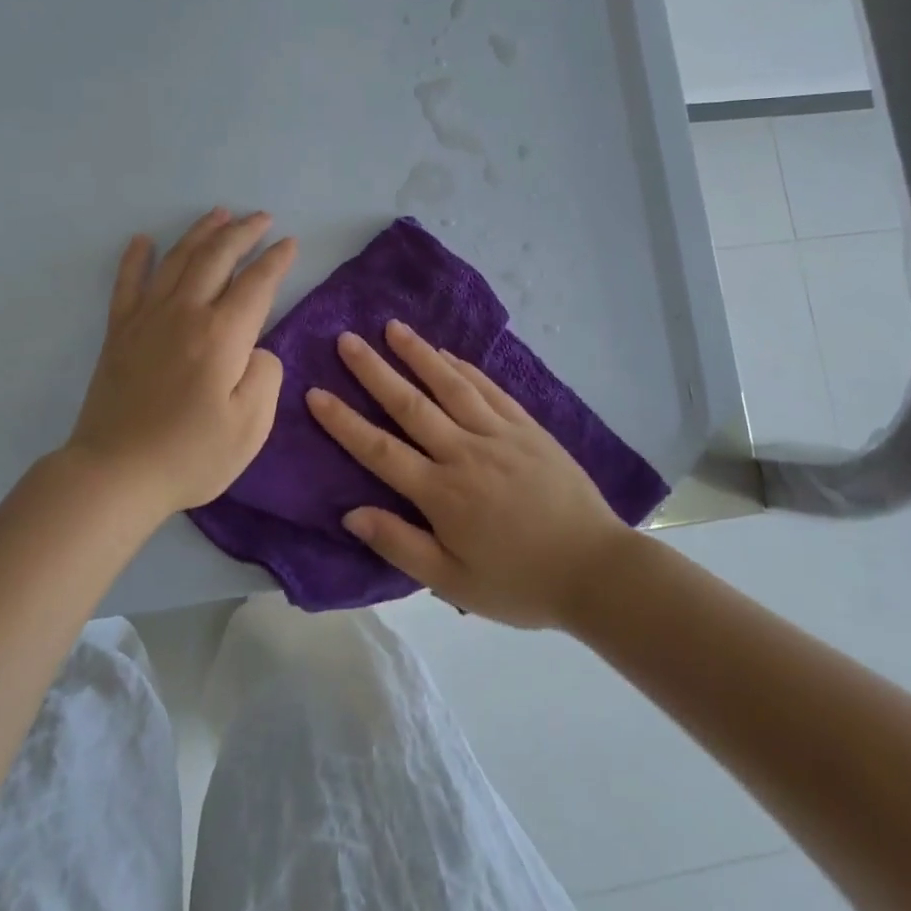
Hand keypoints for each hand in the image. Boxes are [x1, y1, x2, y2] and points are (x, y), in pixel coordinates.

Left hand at [65, 208, 297, 518]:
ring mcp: (147, 318)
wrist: (115, 473)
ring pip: (177, 260)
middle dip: (243, 232)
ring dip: (201, 233)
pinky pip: (128, 283)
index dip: (276, 260)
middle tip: (261, 218)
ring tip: (219, 213)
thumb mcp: (251, 427)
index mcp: (222, 335)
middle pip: (217, 258)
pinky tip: (143, 240)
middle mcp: (185, 313)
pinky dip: (136, 258)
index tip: (290, 243)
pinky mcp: (119, 332)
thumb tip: (256, 347)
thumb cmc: (190, 454)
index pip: (256, 284)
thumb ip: (265, 376)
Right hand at [305, 319, 628, 627]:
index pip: (380, 450)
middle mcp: (465, 453)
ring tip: (392, 328)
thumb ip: (400, 545)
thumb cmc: (519, 582)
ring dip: (418, 354)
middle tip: (346, 339)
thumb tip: (351, 513)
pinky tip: (446, 353)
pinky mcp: (527, 428)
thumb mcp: (453, 582)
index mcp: (442, 493)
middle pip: (410, 405)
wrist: (596, 570)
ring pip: (450, 386)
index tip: (315, 393)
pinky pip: (489, 389)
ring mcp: (499, 435)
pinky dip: (464, 368)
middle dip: (374, 371)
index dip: (344, 422)